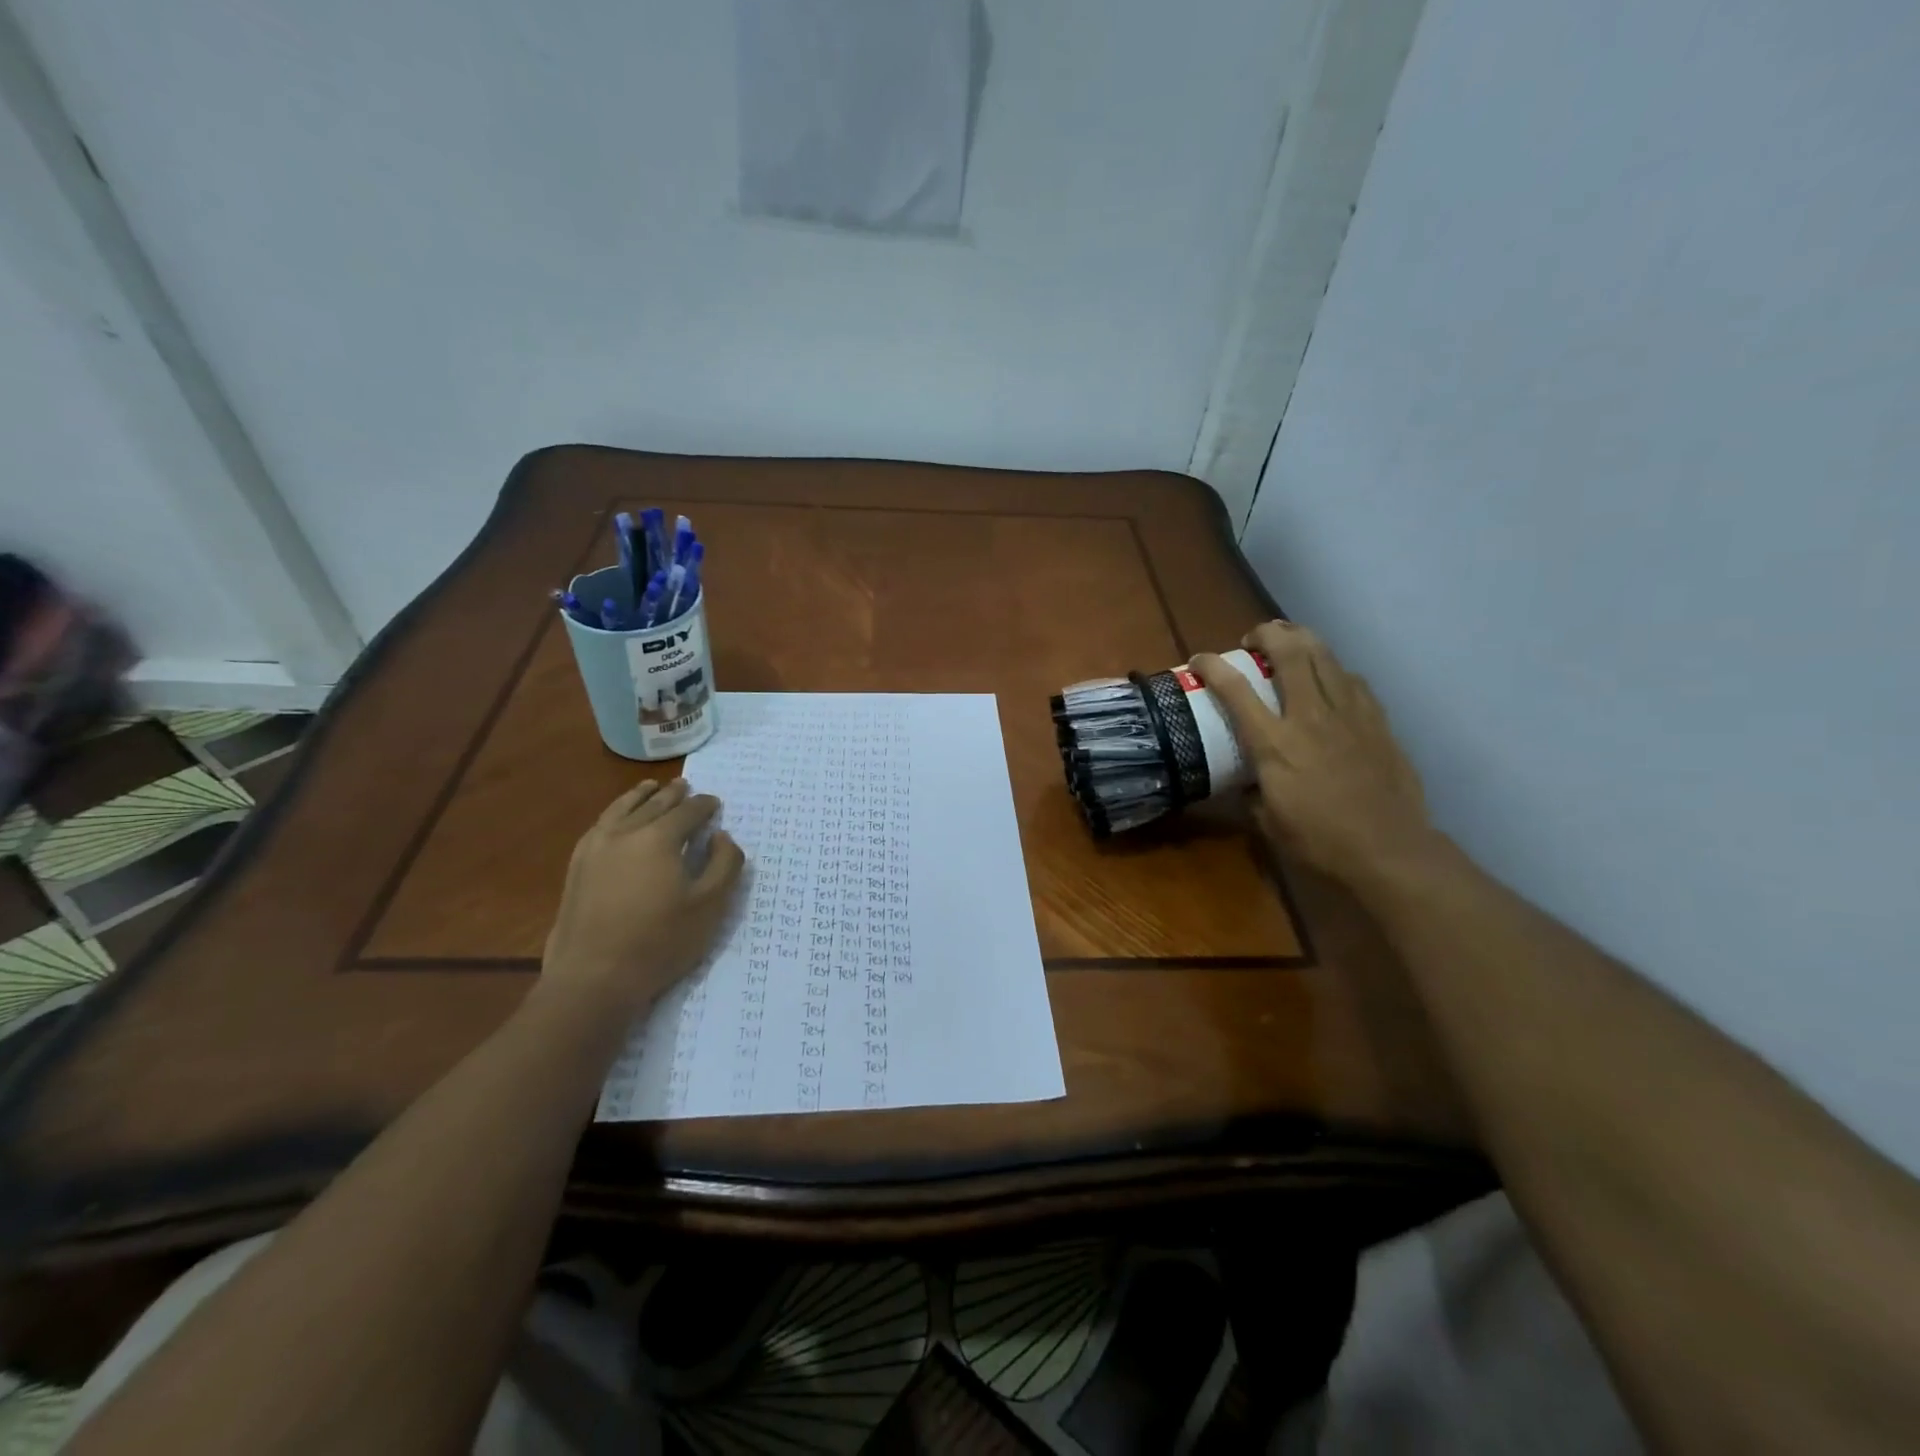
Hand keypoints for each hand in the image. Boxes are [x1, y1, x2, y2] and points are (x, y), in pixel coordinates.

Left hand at [539, 779, 744, 1022]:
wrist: (594, 978)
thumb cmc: (660, 941)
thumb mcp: (710, 905)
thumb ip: (725, 864)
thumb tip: (722, 836)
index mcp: (659, 837)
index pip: (689, 811)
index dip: (705, 805)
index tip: (715, 803)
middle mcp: (625, 832)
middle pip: (654, 804)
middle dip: (673, 794)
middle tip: (685, 787)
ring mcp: (595, 847)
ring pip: (621, 809)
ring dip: (640, 796)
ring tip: (650, 788)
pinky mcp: (577, 866)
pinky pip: (600, 825)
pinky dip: (615, 813)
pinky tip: (617, 819)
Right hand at [1193, 622, 1436, 885]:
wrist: (1388, 849)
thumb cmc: (1319, 841)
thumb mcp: (1268, 820)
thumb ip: (1252, 791)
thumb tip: (1246, 781)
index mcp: (1274, 743)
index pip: (1236, 690)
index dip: (1213, 666)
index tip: (1199, 659)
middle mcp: (1309, 717)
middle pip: (1288, 653)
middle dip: (1266, 634)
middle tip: (1254, 639)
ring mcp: (1348, 714)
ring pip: (1324, 656)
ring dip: (1302, 639)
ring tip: (1289, 641)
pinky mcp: (1376, 721)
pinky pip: (1352, 680)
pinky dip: (1334, 670)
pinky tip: (1331, 678)